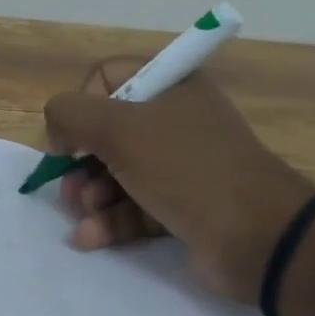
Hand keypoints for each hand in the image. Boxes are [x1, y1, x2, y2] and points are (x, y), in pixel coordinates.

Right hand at [43, 61, 314, 302]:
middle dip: (81, 161)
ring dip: (91, 194)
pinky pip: (134, 207)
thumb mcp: (120, 129)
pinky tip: (89, 238)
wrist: (257, 236)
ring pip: (117, 173)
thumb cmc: (186, 168)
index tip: (68, 140)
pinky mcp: (181, 206)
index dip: (79, 106)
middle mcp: (175, 119)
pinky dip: (110, 221)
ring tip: (85, 213)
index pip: (106, 77)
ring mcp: (180, 165)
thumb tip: (57, 130)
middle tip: (70, 187)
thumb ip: (71, 114)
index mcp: (170, 85)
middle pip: (107, 131)